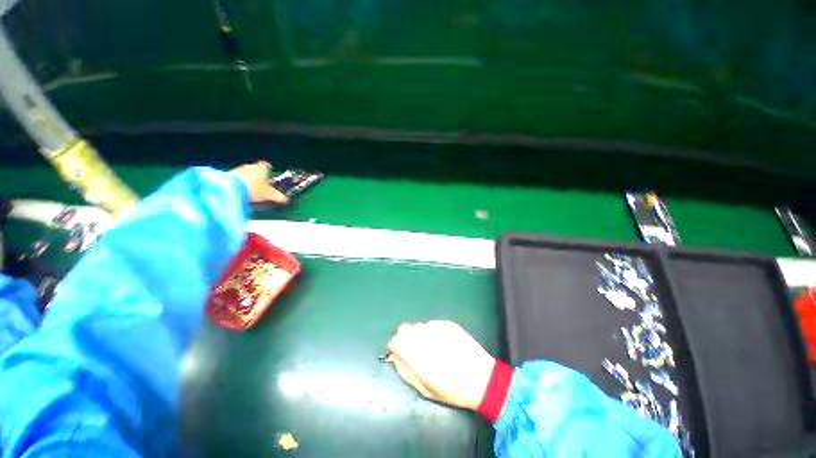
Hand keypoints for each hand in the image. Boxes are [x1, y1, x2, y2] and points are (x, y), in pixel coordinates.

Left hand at [230, 161, 289, 203]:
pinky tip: (242, 190)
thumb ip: (279, 196)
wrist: (230, 188)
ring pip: (247, 173)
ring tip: (252, 189)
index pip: (266, 165)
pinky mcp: (229, 175)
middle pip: (256, 169)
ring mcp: (238, 169)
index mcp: (262, 168)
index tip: (270, 172)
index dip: (269, 168)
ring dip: (249, 179)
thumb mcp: (270, 195)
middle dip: (259, 175)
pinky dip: (241, 182)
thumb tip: (286, 199)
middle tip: (263, 184)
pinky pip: (238, 177)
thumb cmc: (254, 189)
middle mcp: (250, 166)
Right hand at [387, 320, 495, 410]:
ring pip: (418, 325)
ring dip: (418, 335)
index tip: (398, 354)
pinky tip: (443, 343)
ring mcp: (438, 328)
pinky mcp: (448, 324)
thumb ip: (405, 370)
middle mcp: (425, 337)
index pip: (395, 340)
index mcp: (416, 355)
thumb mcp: (425, 389)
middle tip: (413, 351)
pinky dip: (432, 332)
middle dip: (404, 339)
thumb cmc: (452, 390)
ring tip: (430, 348)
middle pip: (404, 328)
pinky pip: (432, 324)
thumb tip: (394, 356)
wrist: (483, 379)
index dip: (394, 347)